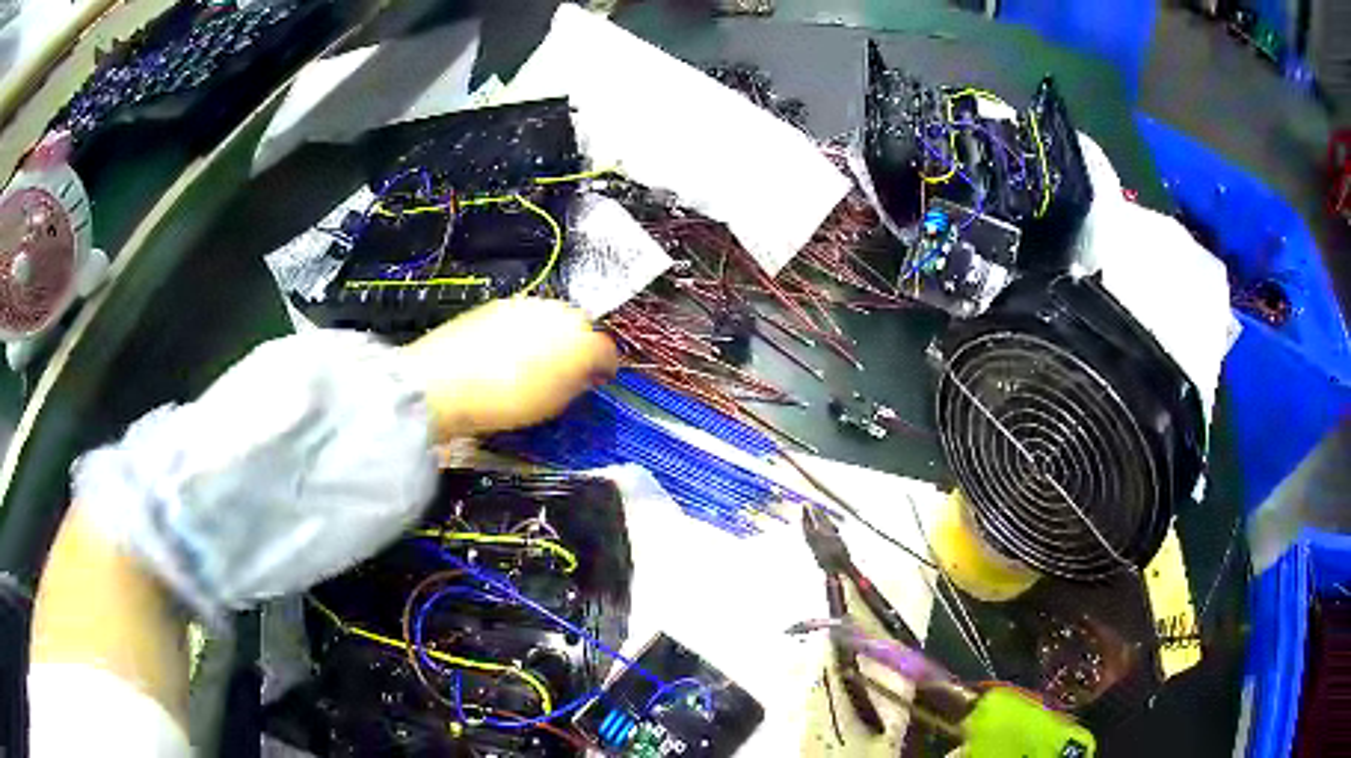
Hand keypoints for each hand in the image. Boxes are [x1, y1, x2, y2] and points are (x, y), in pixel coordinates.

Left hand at [403, 298, 617, 438]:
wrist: (443, 383)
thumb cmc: (503, 400)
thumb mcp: (553, 404)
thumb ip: (577, 385)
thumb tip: (585, 376)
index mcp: (580, 338)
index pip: (606, 350)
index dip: (606, 369)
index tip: (599, 382)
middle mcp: (556, 312)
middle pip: (579, 327)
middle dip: (578, 348)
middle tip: (568, 375)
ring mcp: (523, 305)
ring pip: (549, 321)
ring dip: (549, 339)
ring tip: (534, 367)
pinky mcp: (495, 306)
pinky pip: (521, 320)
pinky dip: (522, 335)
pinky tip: (507, 357)